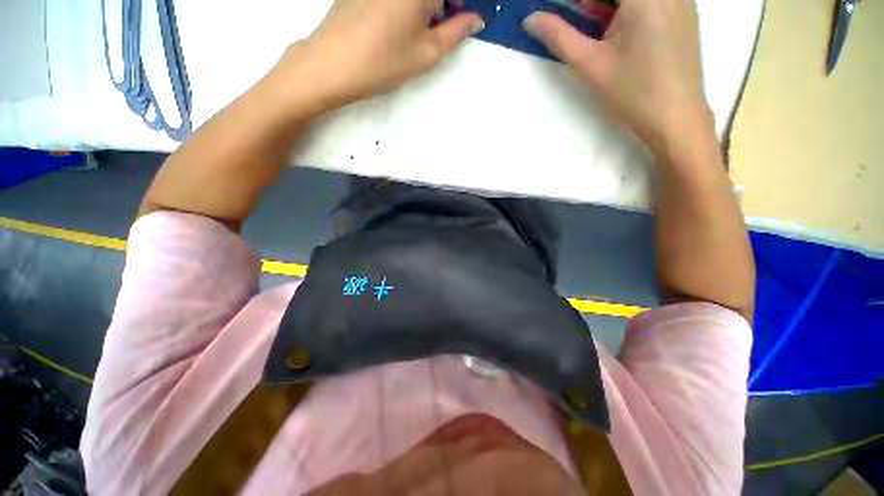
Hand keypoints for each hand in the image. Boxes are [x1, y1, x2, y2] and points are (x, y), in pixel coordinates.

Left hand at [279, 0, 484, 107]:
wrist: (332, 64)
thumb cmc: (385, 61)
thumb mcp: (427, 53)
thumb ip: (456, 32)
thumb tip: (475, 19)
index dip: (458, 4)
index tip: (456, 18)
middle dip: (440, 5)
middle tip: (434, 28)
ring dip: (420, 7)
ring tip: (409, 31)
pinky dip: (401, 6)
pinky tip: (391, 24)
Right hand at [523, 0, 711, 154]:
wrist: (676, 117)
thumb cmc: (632, 92)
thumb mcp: (590, 64)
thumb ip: (558, 36)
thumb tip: (530, 19)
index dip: (577, 3)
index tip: (560, 14)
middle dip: (590, 3)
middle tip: (575, 19)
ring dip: (608, 6)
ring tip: (595, 26)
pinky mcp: (684, 10)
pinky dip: (627, 8)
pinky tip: (617, 29)